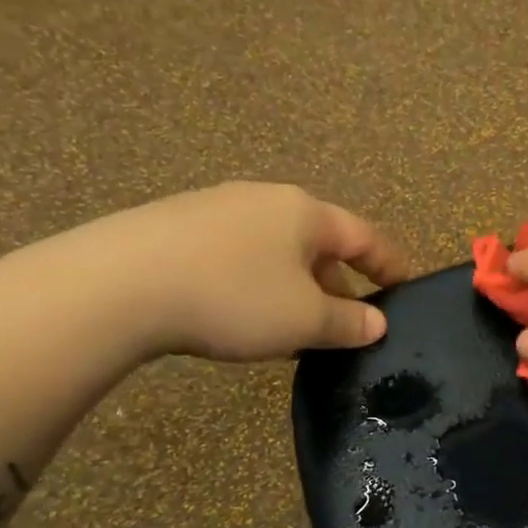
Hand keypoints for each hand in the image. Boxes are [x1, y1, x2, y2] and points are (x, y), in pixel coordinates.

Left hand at [78, 183, 407, 361]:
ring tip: (294, 327)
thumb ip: (347, 322)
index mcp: (306, 213)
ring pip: (276, 250)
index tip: (408, 287)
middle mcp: (266, 200)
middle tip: (346, 323)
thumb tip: (377, 323)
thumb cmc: (234, 297)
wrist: (119, 285)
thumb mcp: (303, 319)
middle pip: (320, 242)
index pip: (365, 237)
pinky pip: (237, 255)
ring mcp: (217, 208)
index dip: (391, 265)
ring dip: (295, 287)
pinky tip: (241, 315)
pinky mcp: (177, 226)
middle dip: (338, 283)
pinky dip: (256, 284)